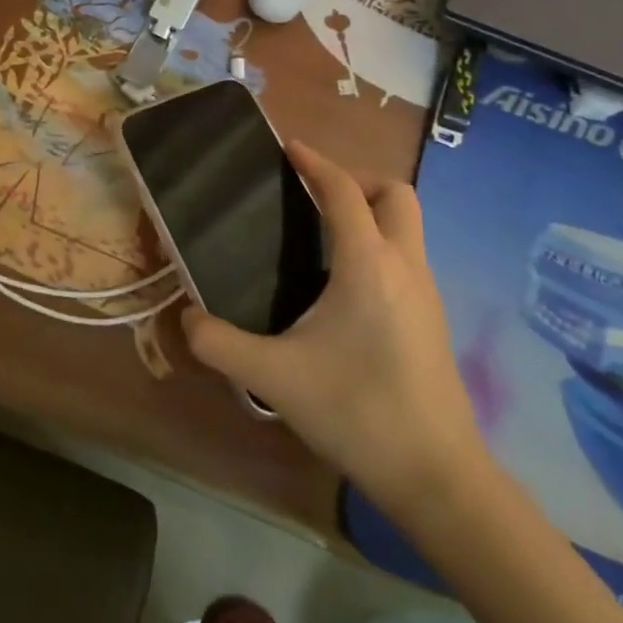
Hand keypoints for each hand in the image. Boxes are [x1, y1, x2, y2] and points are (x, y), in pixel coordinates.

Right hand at [180, 141, 490, 522]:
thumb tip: (186, 319)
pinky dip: (379, 244)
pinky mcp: (433, 319)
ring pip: (407, 226)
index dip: (316, 163)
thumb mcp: (273, 377)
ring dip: (370, 212)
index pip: (344, 192)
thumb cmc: (356, 411)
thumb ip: (219, 343)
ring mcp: (427, 293)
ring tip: (321, 234)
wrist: (436, 475)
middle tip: (313, 194)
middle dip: (356, 180)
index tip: (288, 147)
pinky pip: (407, 256)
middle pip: (395, 194)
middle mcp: (405, 265)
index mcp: (368, 264)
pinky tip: (344, 284)